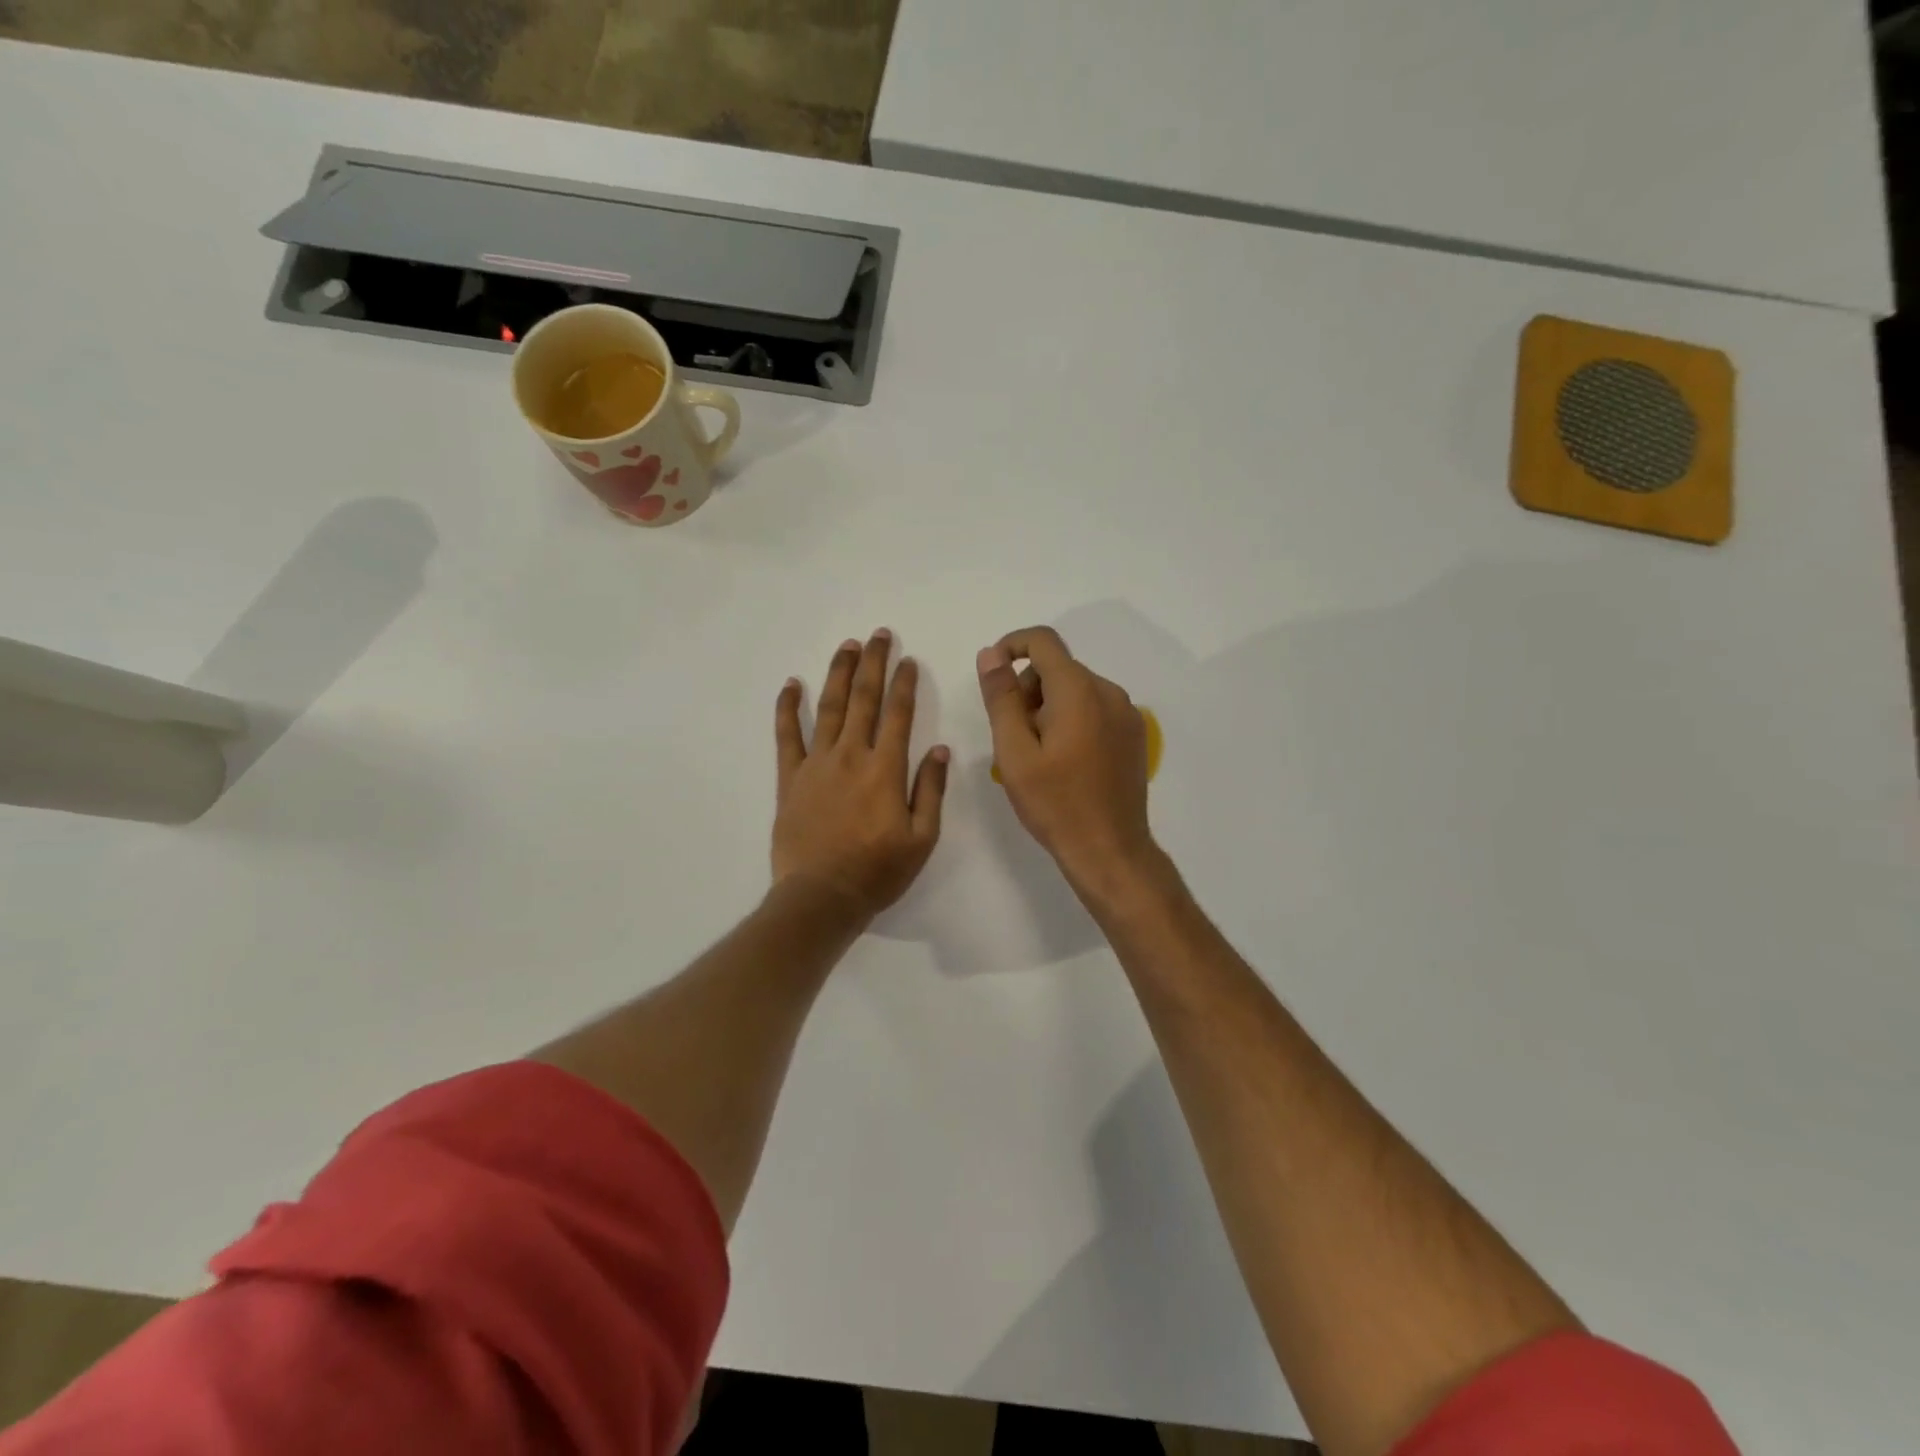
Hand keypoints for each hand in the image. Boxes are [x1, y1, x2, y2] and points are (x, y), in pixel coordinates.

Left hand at [773, 630, 949, 921]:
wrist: (820, 897)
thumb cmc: (877, 872)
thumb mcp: (922, 838)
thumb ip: (930, 790)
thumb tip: (940, 748)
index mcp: (885, 769)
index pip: (899, 714)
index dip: (905, 684)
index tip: (909, 660)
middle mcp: (851, 756)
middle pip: (864, 699)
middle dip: (873, 663)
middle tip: (879, 635)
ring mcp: (817, 764)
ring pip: (829, 707)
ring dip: (838, 673)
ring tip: (847, 646)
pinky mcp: (790, 778)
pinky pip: (787, 735)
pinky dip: (788, 708)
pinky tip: (791, 684)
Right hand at [977, 626, 1154, 889]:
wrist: (1109, 850)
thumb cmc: (1055, 804)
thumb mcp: (1014, 752)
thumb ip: (1001, 698)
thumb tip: (991, 654)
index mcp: (1079, 691)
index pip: (1043, 641)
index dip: (1011, 646)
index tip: (992, 677)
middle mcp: (1108, 692)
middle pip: (1058, 668)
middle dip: (1028, 690)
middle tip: (1013, 737)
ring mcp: (1126, 714)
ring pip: (1076, 689)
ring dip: (1048, 707)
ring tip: (1038, 755)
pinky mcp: (1133, 734)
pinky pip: (1094, 709)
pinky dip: (1072, 720)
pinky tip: (1064, 762)